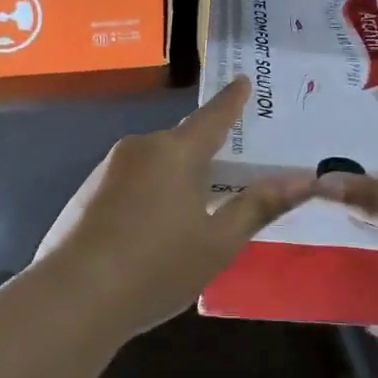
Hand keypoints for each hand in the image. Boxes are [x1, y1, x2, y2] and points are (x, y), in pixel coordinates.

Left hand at [33, 78, 312, 340]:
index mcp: (175, 152)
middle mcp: (140, 148)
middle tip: (229, 171)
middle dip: (205, 154)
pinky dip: (149, 195)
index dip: (232, 100)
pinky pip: (131, 183)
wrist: (74, 298)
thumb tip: (304, 179)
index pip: (213, 117)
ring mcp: (107, 169)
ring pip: (155, 165)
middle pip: (182, 143)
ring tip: (192, 213)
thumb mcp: (218, 243)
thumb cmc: (157, 268)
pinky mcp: (86, 193)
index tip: (242, 80)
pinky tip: (152, 231)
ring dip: (175, 179)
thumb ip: (258, 206)